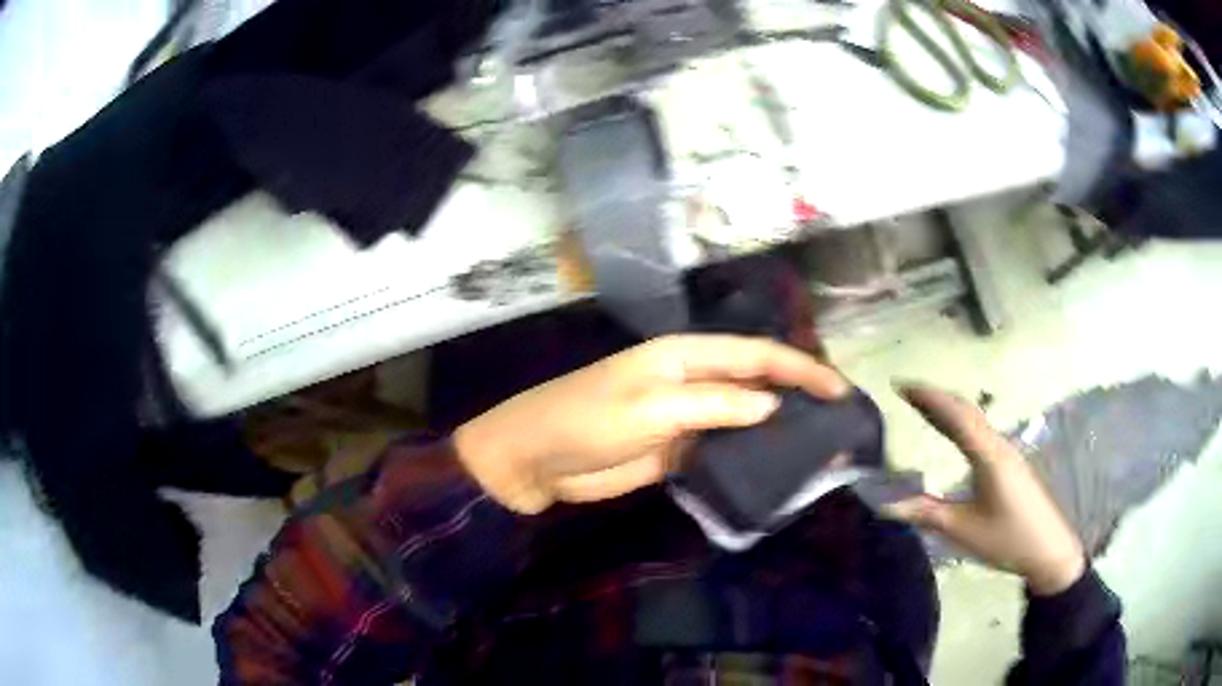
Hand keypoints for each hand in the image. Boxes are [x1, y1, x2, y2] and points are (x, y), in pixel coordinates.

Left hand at [454, 335, 848, 514]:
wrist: (534, 460)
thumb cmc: (586, 421)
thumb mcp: (652, 408)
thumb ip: (713, 404)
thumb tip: (770, 405)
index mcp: (684, 355)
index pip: (755, 354)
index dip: (799, 368)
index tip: (839, 390)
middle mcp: (690, 379)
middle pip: (754, 382)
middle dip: (796, 395)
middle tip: (838, 419)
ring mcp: (684, 416)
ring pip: (743, 417)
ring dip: (777, 428)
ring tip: (819, 447)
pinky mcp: (676, 449)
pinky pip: (722, 448)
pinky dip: (749, 455)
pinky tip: (774, 468)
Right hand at [886, 384, 1085, 595]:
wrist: (1048, 550)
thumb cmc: (1007, 539)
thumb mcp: (964, 530)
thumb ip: (927, 514)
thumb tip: (886, 505)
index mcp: (988, 456)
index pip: (955, 416)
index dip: (928, 398)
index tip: (901, 385)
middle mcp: (998, 446)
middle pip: (966, 411)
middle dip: (936, 398)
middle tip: (906, 391)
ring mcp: (1006, 453)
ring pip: (974, 420)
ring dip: (948, 409)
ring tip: (923, 407)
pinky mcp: (1009, 464)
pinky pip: (980, 432)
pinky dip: (960, 424)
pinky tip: (953, 433)